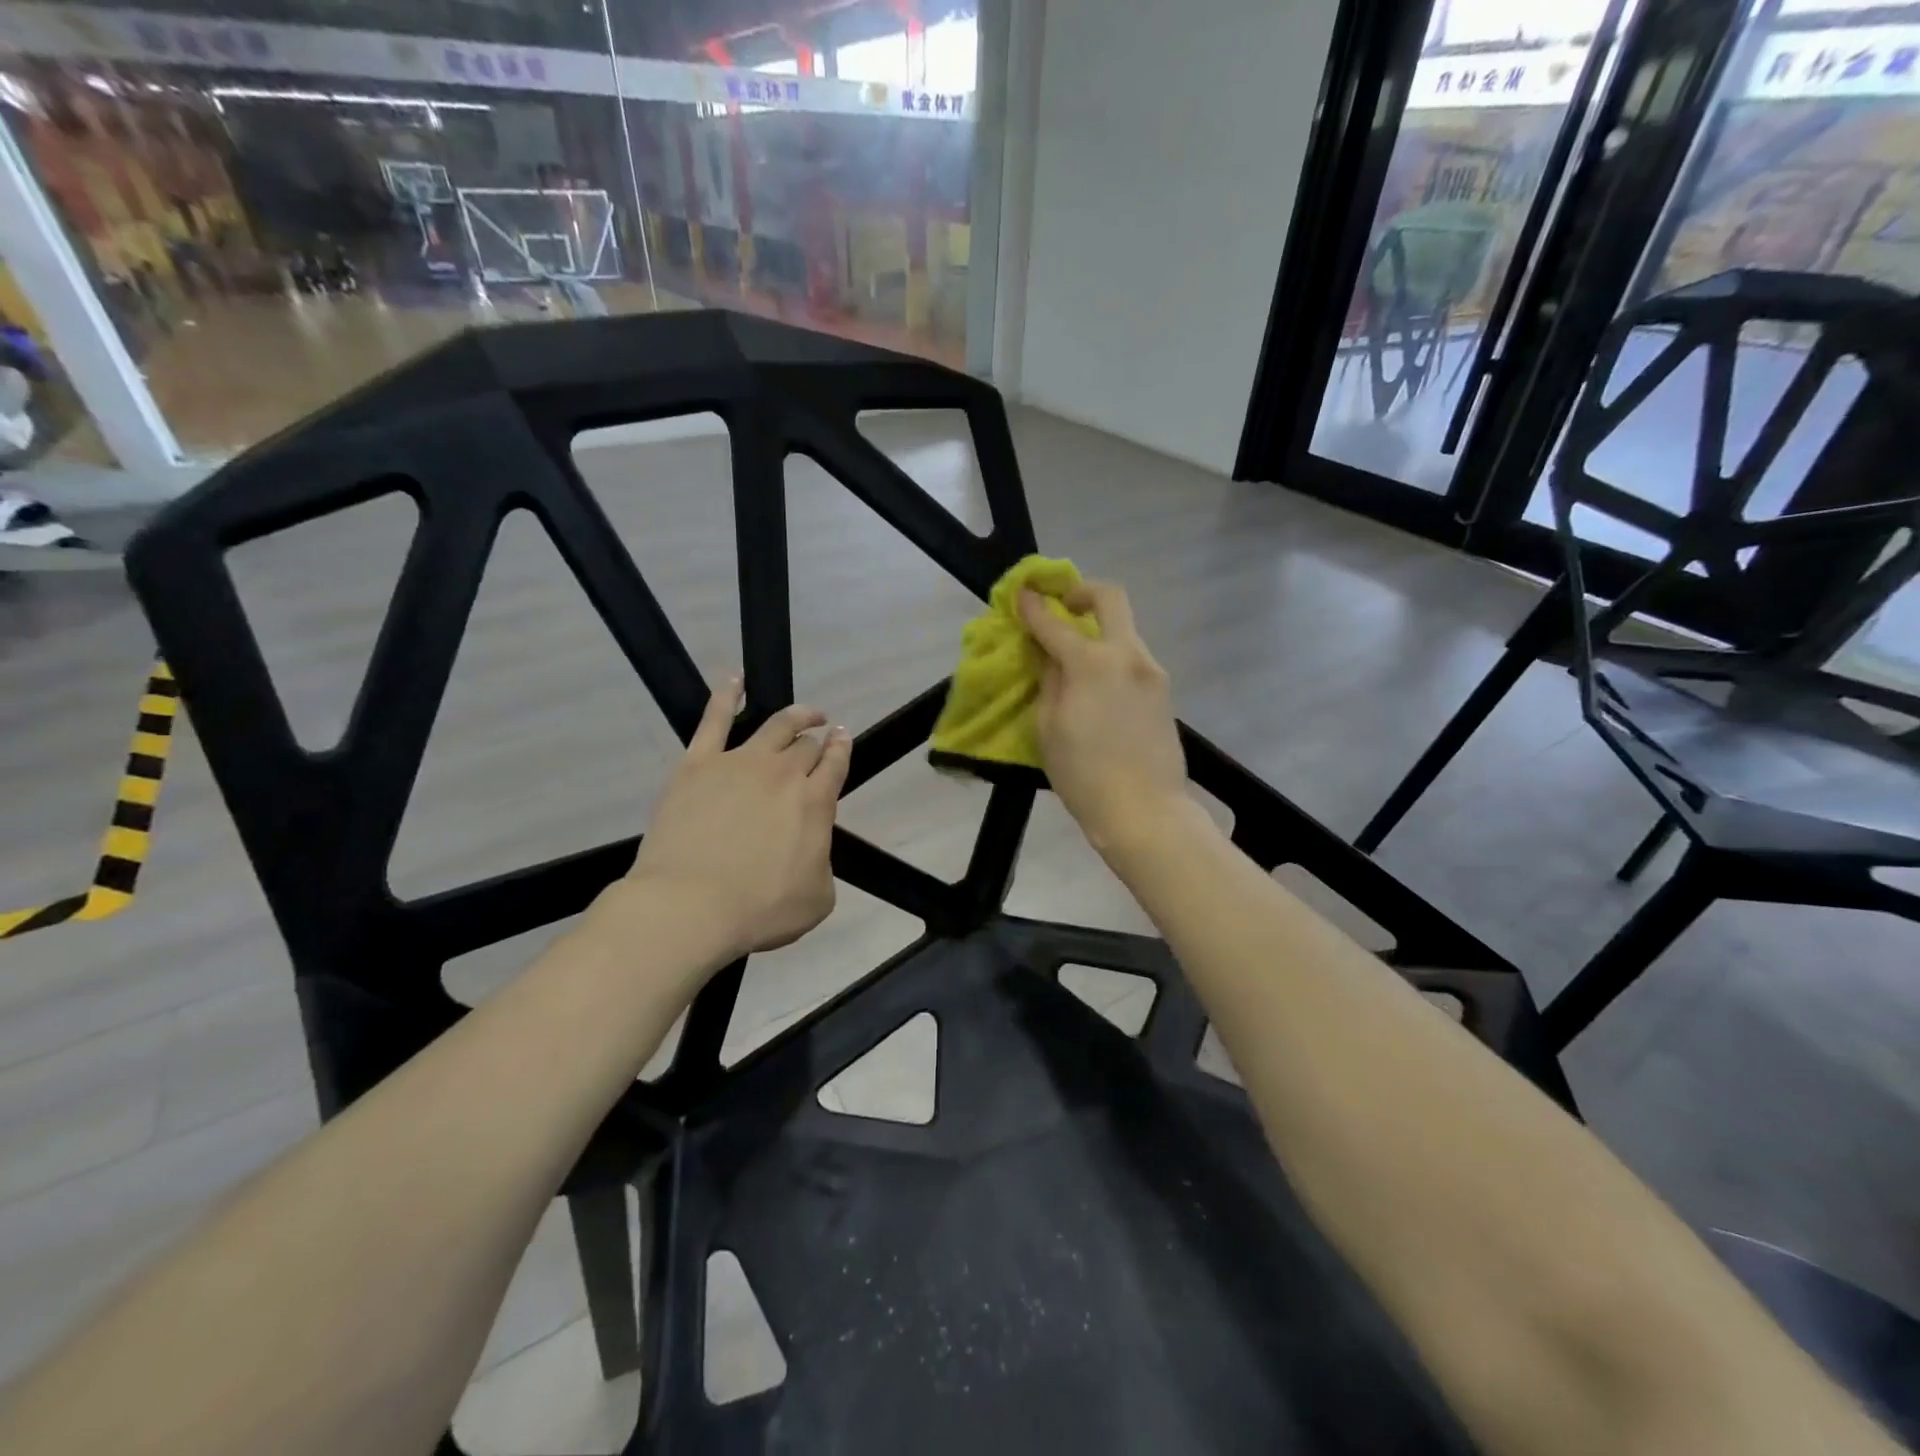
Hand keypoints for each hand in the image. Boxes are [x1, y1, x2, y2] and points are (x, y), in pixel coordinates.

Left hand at [626, 677, 850, 959]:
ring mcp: (739, 762)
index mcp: (815, 802)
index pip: (835, 764)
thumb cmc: (760, 909)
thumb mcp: (817, 898)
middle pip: (805, 745)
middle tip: (821, 732)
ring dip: (794, 715)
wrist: (690, 906)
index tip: (843, 737)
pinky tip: (734, 680)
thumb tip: (811, 848)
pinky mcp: (698, 764)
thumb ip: (822, 863)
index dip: (842, 749)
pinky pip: (714, 719)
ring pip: (774, 725)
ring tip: (804, 712)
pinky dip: (726, 696)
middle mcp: (783, 773)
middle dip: (818, 737)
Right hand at [1018, 581, 1189, 853]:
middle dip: (1083, 592)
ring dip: (1099, 632)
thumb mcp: (1049, 728)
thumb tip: (1049, 654)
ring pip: (1125, 630)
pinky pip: (1133, 659)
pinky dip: (1112, 658)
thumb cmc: (1084, 775)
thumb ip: (1049, 681)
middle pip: (1111, 598)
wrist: (1145, 811)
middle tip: (1063, 606)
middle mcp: (1128, 655)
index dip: (1033, 606)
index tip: (1021, 594)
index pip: (1055, 622)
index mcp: (1093, 663)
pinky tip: (1098, 688)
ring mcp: (1152, 671)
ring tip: (1076, 660)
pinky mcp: (1164, 692)